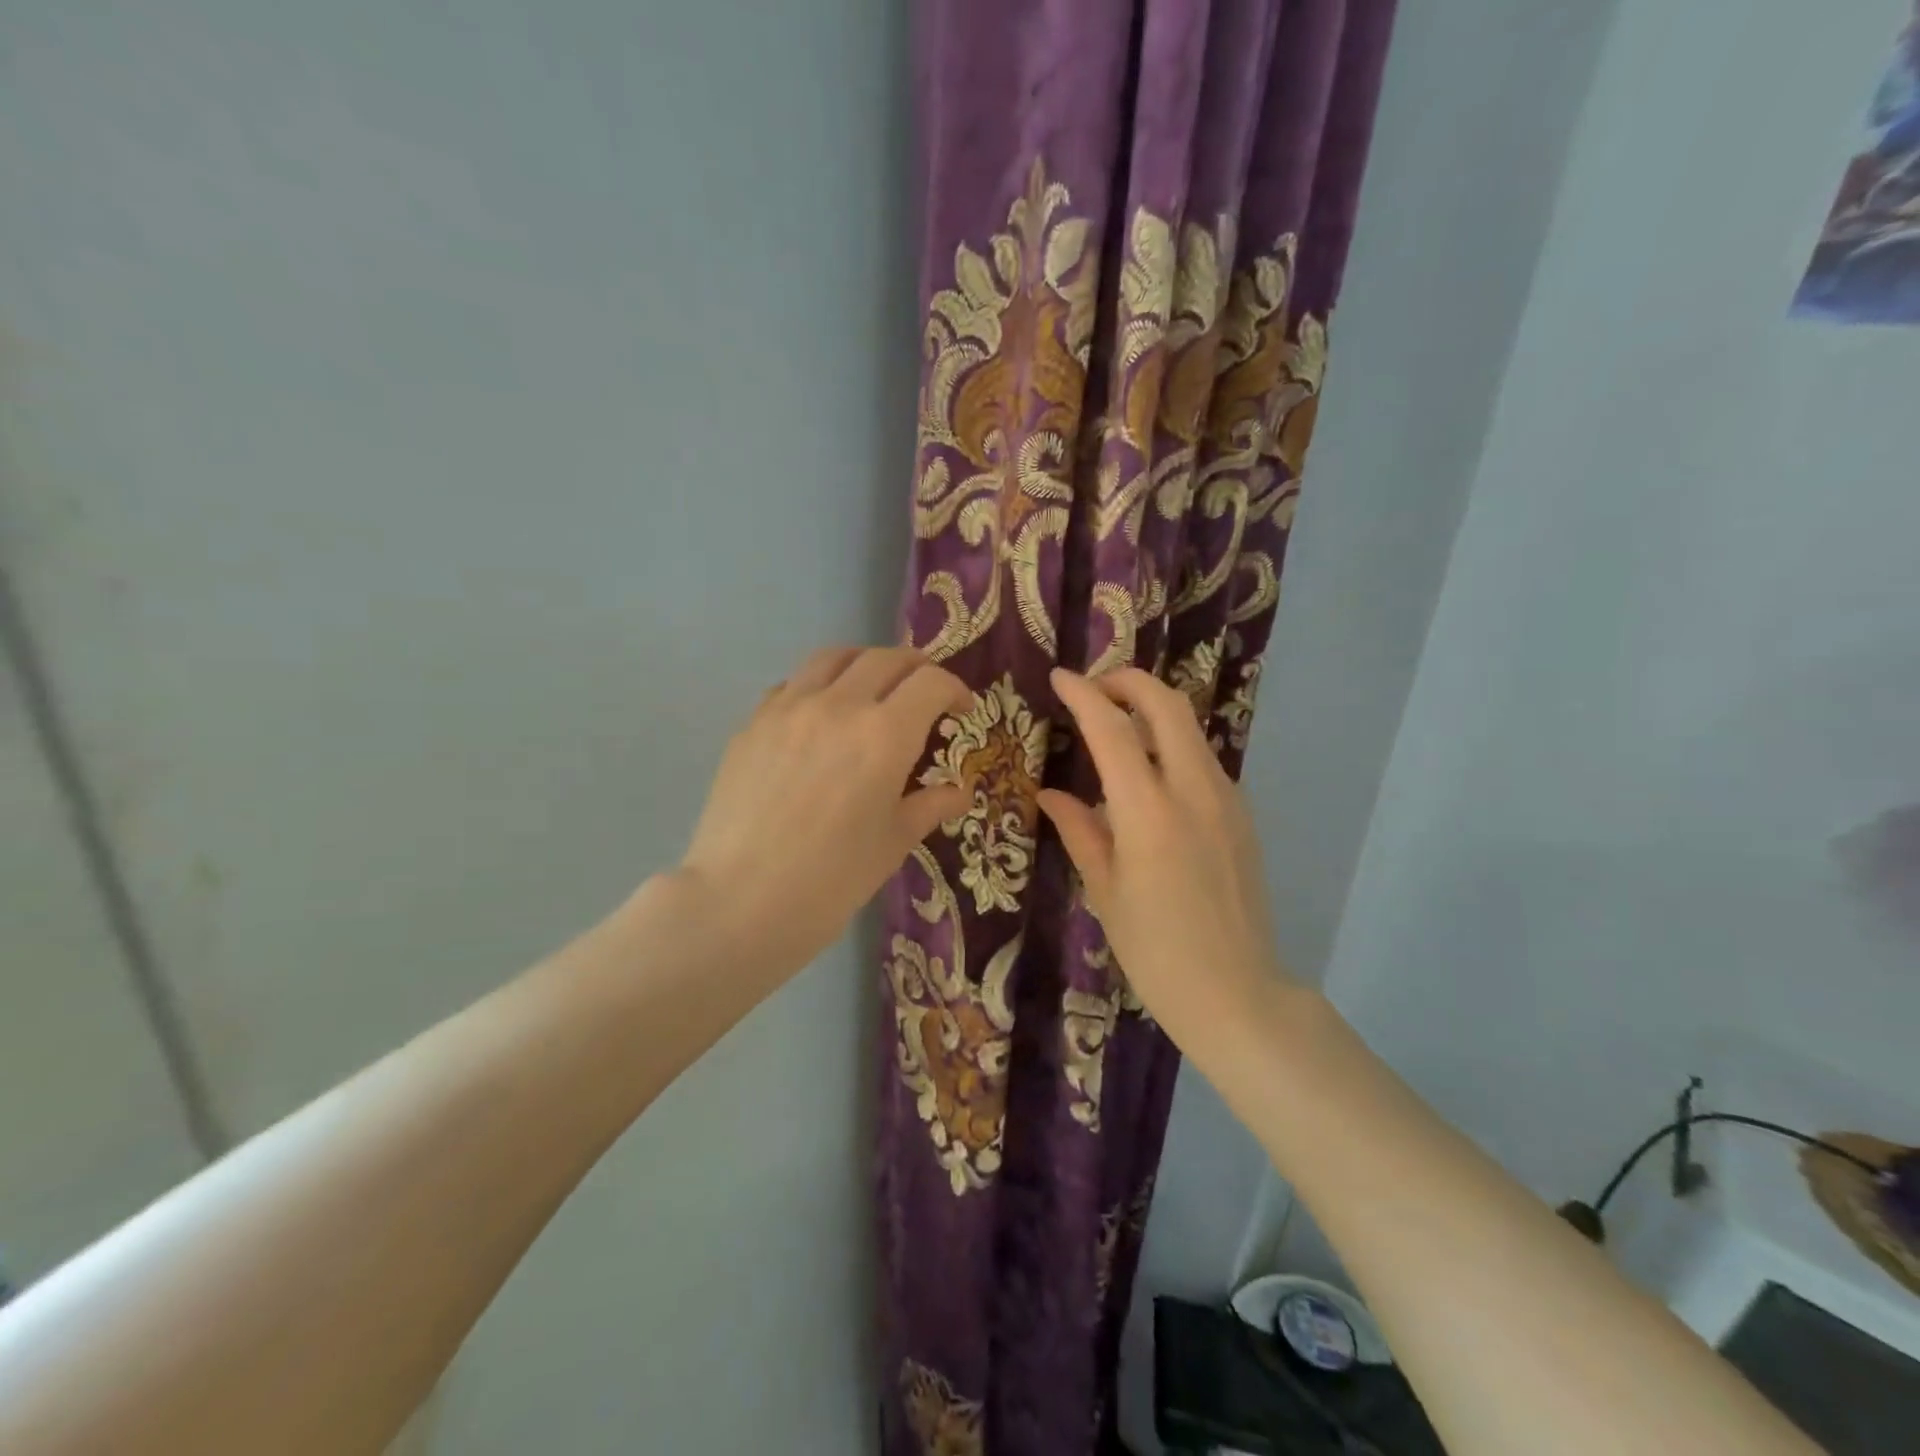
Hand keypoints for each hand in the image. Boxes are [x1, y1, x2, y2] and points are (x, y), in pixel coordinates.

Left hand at [672, 645, 970, 985]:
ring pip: (834, 657)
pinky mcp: (752, 723)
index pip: (930, 683)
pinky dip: (819, 686)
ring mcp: (788, 708)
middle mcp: (838, 705)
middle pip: (886, 659)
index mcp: (884, 734)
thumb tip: (959, 792)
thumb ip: (930, 806)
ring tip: (873, 690)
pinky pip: (793, 684)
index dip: (955, 690)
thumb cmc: (831, 880)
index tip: (962, 712)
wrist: (739, 901)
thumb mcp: (893, 843)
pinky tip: (820, 718)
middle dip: (916, 670)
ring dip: (865, 665)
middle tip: (925, 696)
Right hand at [1038, 668, 1283, 1052]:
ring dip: (1152, 710)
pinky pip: (1202, 759)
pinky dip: (1171, 744)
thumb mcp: (1104, 891)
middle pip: (1166, 704)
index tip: (1059, 678)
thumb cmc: (1155, 951)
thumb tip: (1051, 794)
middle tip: (1093, 689)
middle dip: (1127, 681)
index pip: (1112, 729)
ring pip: (1190, 727)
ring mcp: (1226, 799)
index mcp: (1149, 812)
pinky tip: (1149, 775)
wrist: (1237, 994)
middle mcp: (1193, 790)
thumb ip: (1079, 830)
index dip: (1083, 695)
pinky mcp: (1242, 814)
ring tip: (1116, 726)